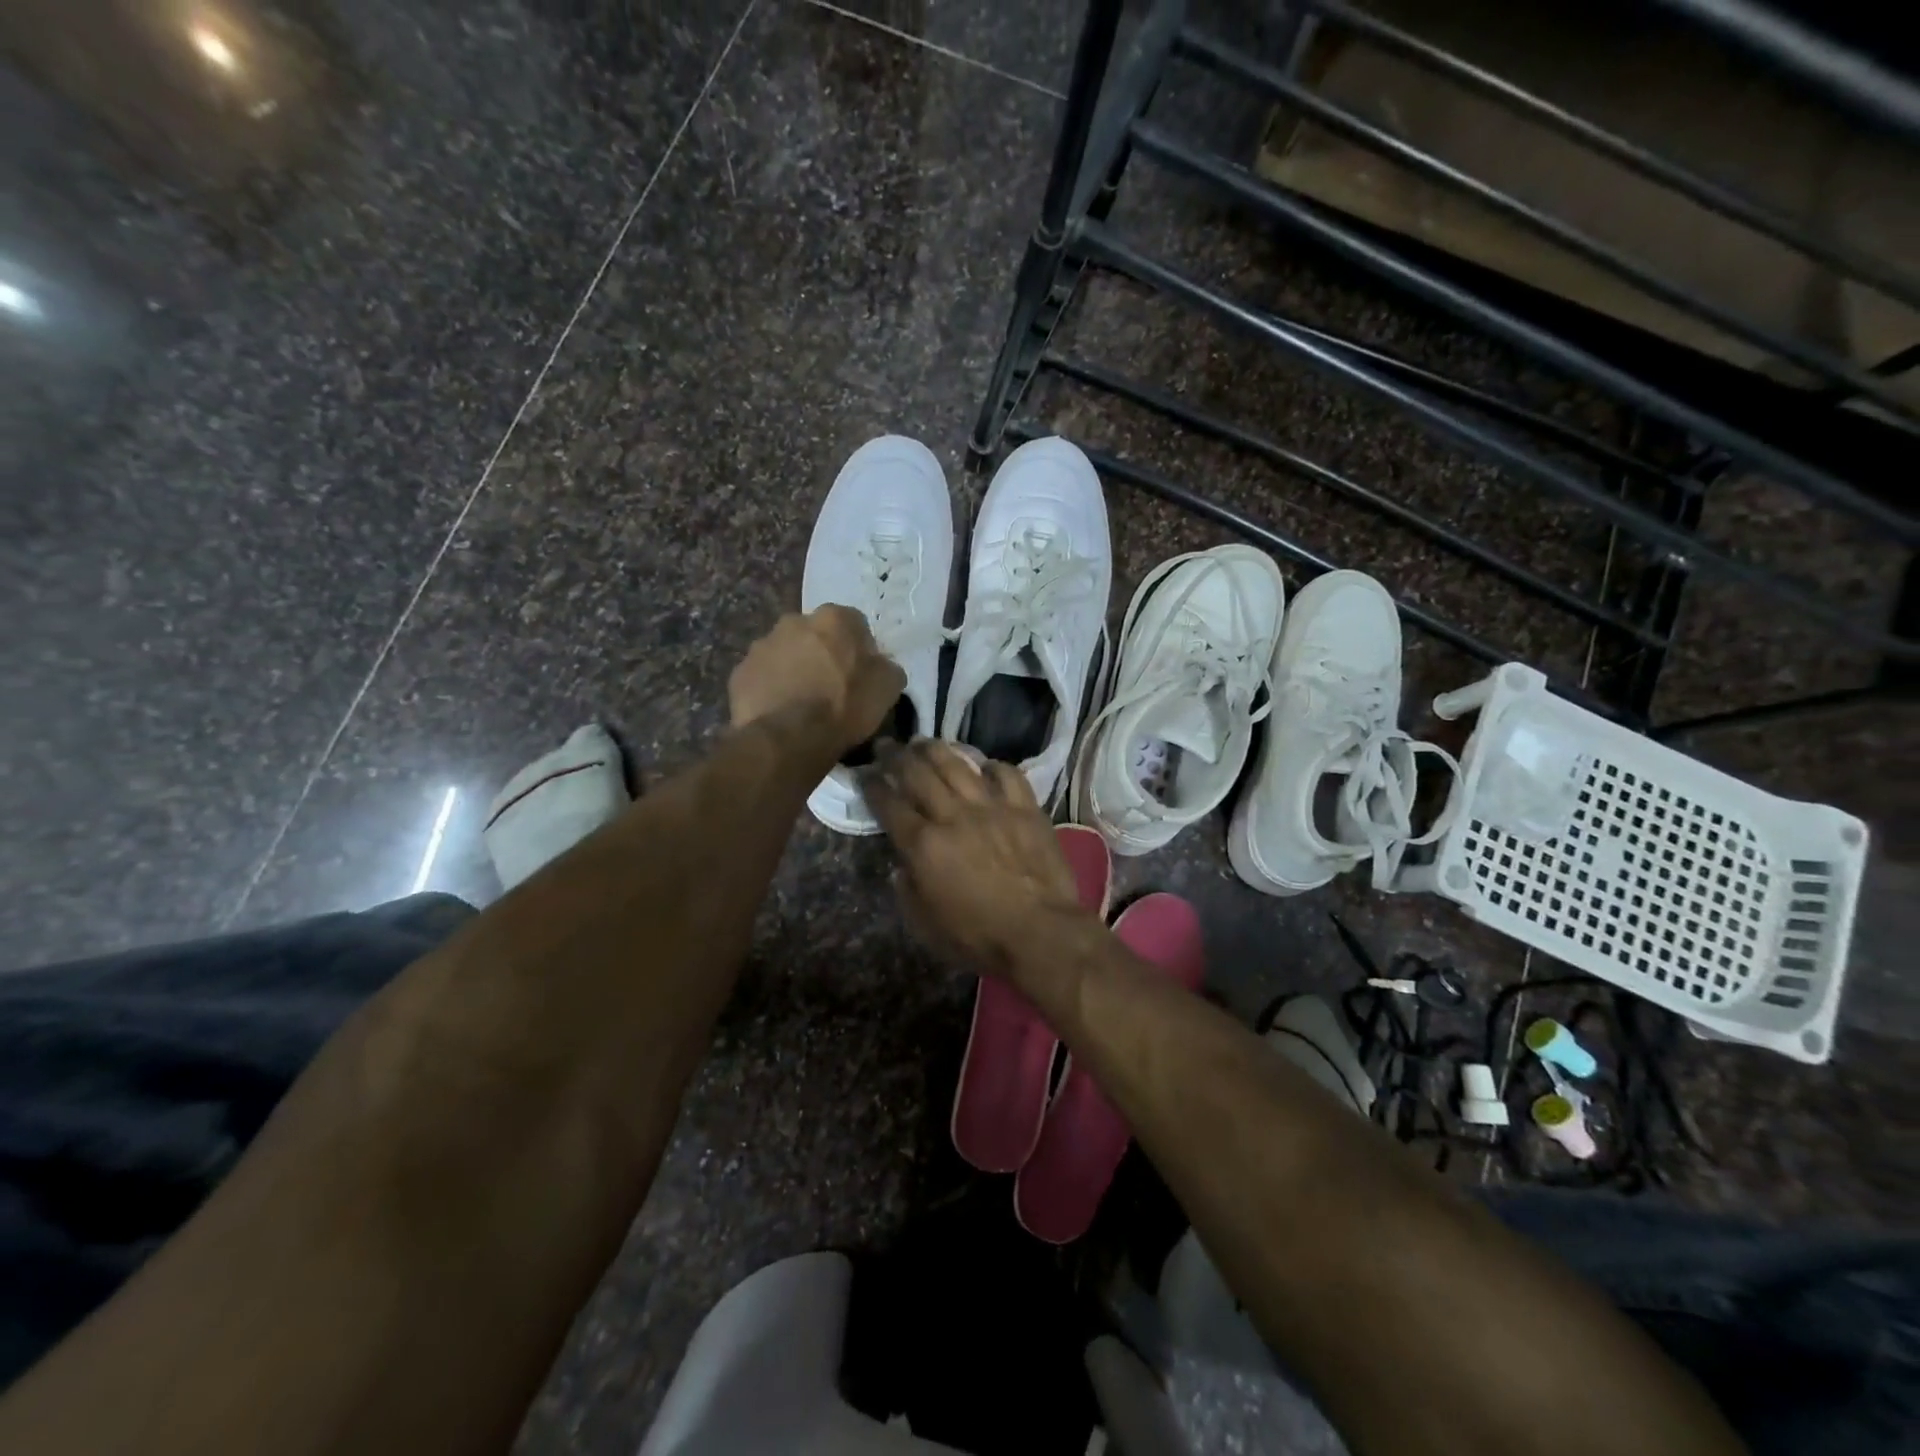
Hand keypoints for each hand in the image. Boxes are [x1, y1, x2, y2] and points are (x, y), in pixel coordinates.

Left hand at [729, 606, 905, 754]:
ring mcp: (762, 645)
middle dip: (822, 654)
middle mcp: (795, 621)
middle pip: (814, 635)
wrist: (790, 737)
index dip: (859, 649)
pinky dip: (771, 689)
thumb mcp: (888, 687)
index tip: (861, 674)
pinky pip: (762, 677)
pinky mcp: (740, 672)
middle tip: (830, 687)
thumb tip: (880, 665)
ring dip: (794, 669)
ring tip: (802, 703)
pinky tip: (781, 712)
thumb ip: (886, 667)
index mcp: (834, 618)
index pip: (854, 624)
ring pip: (784, 653)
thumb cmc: (845, 705)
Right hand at [864, 740, 1088, 976]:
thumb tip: (902, 865)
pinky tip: (984, 766)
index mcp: (923, 844)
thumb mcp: (925, 926)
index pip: (889, 804)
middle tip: (887, 745)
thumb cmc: (978, 937)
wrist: (1041, 933)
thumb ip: (907, 890)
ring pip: (958, 764)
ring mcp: (992, 807)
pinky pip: (1007, 774)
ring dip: (936, 749)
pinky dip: (993, 766)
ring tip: (923, 742)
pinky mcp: (1026, 808)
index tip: (864, 772)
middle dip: (896, 756)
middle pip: (918, 773)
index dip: (872, 784)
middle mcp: (953, 815)